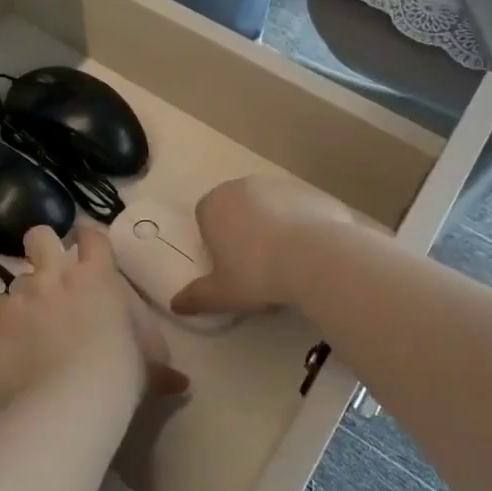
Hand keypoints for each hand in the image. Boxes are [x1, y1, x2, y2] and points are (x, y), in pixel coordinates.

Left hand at [0, 226, 189, 410]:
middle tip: (47, 268)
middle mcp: (57, 275)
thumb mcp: (146, 368)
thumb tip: (181, 384)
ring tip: (30, 322)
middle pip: (40, 236)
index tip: (86, 247)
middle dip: (41, 246)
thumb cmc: (118, 376)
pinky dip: (3, 320)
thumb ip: (158, 367)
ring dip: (25, 294)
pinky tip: (11, 342)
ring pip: (17, 276)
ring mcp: (23, 293)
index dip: (88, 238)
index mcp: (98, 277)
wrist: (66, 402)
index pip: (92, 236)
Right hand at [173, 175, 374, 319]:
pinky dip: (301, 226)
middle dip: (243, 230)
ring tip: (287, 262)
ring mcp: (279, 185)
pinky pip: (298, 210)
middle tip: (257, 266)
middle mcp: (243, 186)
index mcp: (214, 205)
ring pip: (269, 207)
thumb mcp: (222, 294)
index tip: (229, 266)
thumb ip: (196, 297)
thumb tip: (175, 304)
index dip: (215, 241)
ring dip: (273, 226)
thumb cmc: (257, 274)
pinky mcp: (310, 192)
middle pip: (237, 208)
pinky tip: (311, 253)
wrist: (316, 258)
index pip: (205, 217)